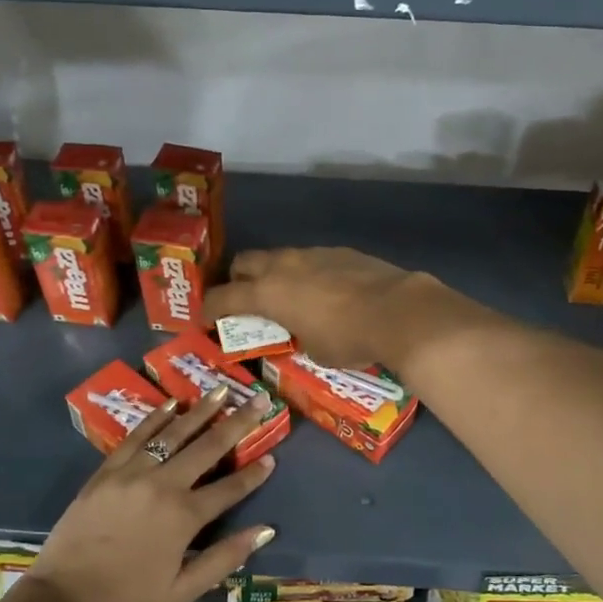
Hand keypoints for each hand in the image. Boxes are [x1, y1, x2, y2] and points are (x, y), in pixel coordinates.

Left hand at [25, 385, 278, 601]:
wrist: (63, 600)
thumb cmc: (127, 601)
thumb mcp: (182, 591)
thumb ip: (225, 558)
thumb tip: (266, 531)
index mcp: (184, 516)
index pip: (230, 487)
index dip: (254, 473)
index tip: (273, 456)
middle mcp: (163, 484)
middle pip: (208, 446)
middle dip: (238, 422)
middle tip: (259, 399)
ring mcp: (133, 472)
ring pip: (174, 432)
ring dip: (201, 410)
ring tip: (221, 390)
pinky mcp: (108, 470)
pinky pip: (137, 436)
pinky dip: (157, 417)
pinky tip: (173, 403)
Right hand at [206, 247, 442, 366]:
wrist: (398, 311)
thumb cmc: (348, 338)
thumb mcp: (313, 350)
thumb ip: (297, 335)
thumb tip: (302, 330)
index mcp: (267, 292)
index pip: (223, 297)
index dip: (209, 309)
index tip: (204, 320)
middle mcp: (283, 266)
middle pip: (244, 263)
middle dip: (238, 280)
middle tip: (245, 301)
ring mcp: (312, 254)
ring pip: (279, 258)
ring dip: (274, 274)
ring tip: (288, 296)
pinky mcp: (339, 251)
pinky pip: (310, 259)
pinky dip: (306, 273)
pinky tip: (324, 291)